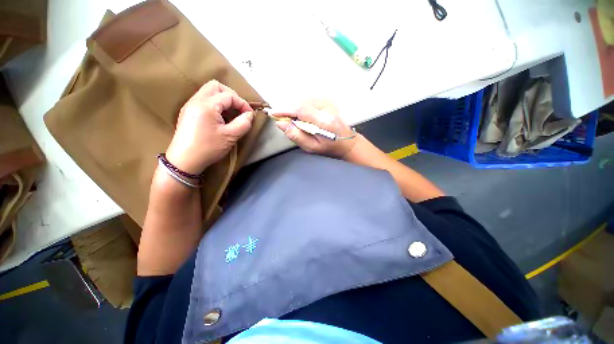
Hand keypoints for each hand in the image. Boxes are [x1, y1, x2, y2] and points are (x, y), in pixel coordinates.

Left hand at [165, 80, 253, 173]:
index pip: (229, 96)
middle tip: (239, 109)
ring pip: (209, 93)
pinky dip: (215, 105)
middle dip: (231, 95)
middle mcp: (196, 101)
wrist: (184, 161)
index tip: (250, 114)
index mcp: (206, 105)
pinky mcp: (188, 113)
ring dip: (223, 100)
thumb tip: (249, 115)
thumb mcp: (230, 137)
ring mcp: (190, 106)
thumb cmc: (208, 148)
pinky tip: (220, 119)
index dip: (242, 103)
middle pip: (215, 87)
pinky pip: (204, 101)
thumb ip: (243, 123)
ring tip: (231, 115)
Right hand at [275, 99, 356, 158]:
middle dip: (290, 110)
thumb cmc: (329, 148)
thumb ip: (296, 136)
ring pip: (306, 100)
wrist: (347, 142)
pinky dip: (304, 106)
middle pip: (302, 103)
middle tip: (286, 120)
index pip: (301, 110)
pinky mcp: (330, 102)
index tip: (274, 113)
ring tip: (297, 120)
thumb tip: (281, 124)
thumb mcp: (311, 147)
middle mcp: (328, 109)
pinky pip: (312, 100)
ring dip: (297, 108)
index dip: (285, 110)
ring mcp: (330, 104)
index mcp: (324, 122)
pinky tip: (306, 115)